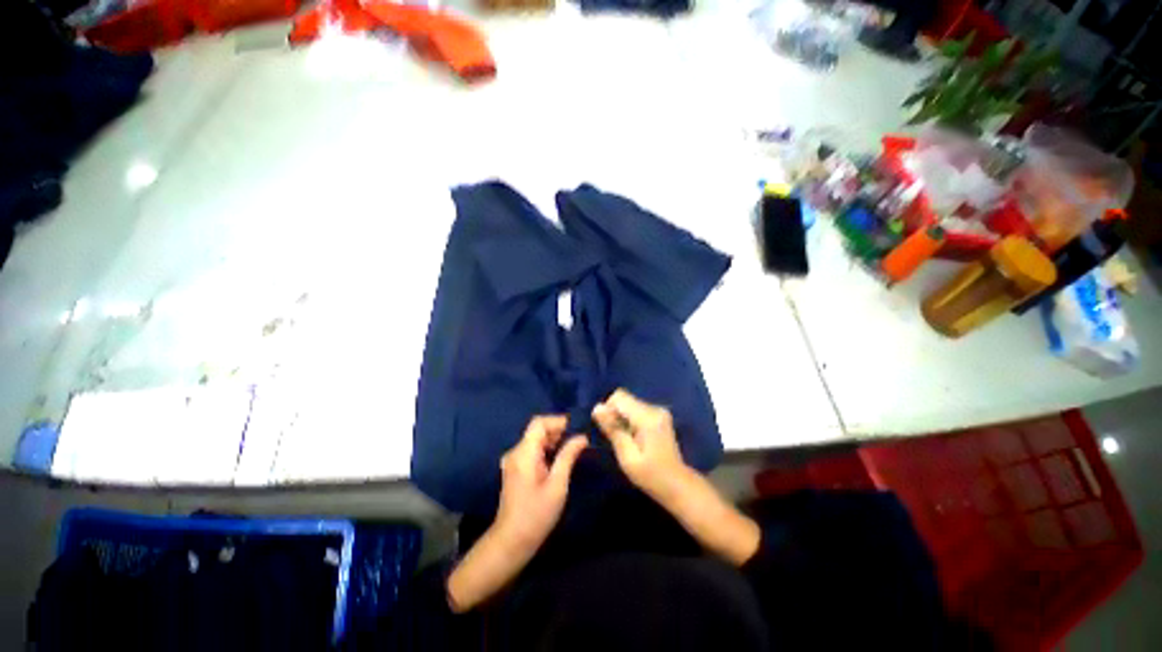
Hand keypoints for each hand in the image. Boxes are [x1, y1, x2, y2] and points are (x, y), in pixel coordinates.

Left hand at [447, 415, 586, 612]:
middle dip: (558, 430)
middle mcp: (516, 452)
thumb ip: (568, 457)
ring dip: (553, 440)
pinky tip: (559, 459)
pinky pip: (532, 450)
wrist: (511, 542)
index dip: (558, 421)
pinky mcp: (515, 469)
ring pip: (535, 439)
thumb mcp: (557, 485)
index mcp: (524, 453)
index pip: (539, 423)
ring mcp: (513, 460)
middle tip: (579, 439)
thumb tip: (581, 437)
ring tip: (573, 448)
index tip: (576, 428)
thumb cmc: (536, 515)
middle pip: (537, 430)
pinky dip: (546, 449)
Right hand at [592, 389, 690, 500]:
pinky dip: (630, 420)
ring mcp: (659, 410)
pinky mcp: (659, 415)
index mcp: (648, 418)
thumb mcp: (627, 457)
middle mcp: (655, 408)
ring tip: (626, 440)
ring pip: (629, 404)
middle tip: (617, 439)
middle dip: (615, 415)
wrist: (678, 484)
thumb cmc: (651, 476)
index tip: (609, 430)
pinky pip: (637, 409)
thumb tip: (596, 408)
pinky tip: (634, 438)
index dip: (608, 410)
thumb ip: (613, 430)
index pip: (619, 397)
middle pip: (625, 399)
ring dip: (622, 418)